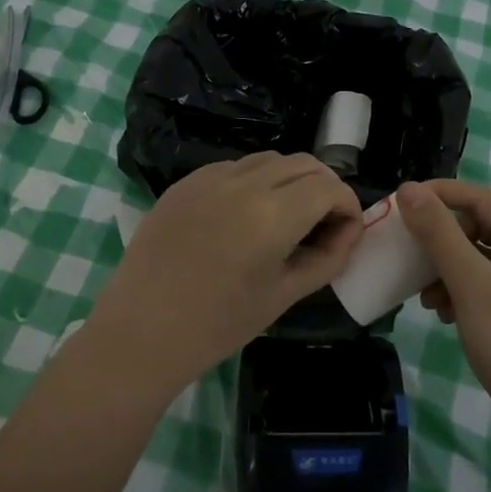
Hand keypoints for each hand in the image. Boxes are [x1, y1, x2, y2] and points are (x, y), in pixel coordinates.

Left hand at [87, 153, 363, 397]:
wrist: (141, 332)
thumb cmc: (218, 325)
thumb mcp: (283, 295)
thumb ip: (326, 258)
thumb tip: (349, 231)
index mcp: (272, 215)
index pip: (329, 187)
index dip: (347, 205)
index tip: (347, 231)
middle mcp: (244, 183)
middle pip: (303, 164)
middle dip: (324, 188)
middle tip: (324, 223)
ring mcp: (210, 177)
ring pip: (270, 159)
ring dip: (291, 180)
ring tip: (286, 216)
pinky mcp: (186, 182)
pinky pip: (235, 167)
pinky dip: (255, 181)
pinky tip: (245, 215)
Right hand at [398, 180, 490, 445]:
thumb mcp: (470, 283)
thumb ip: (439, 233)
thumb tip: (409, 189)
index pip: (479, 198)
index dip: (439, 194)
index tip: (401, 203)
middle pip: (476, 227)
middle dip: (439, 239)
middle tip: (407, 251)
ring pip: (474, 258)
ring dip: (443, 269)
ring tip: (424, 295)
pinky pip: (478, 285)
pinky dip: (456, 291)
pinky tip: (442, 313)